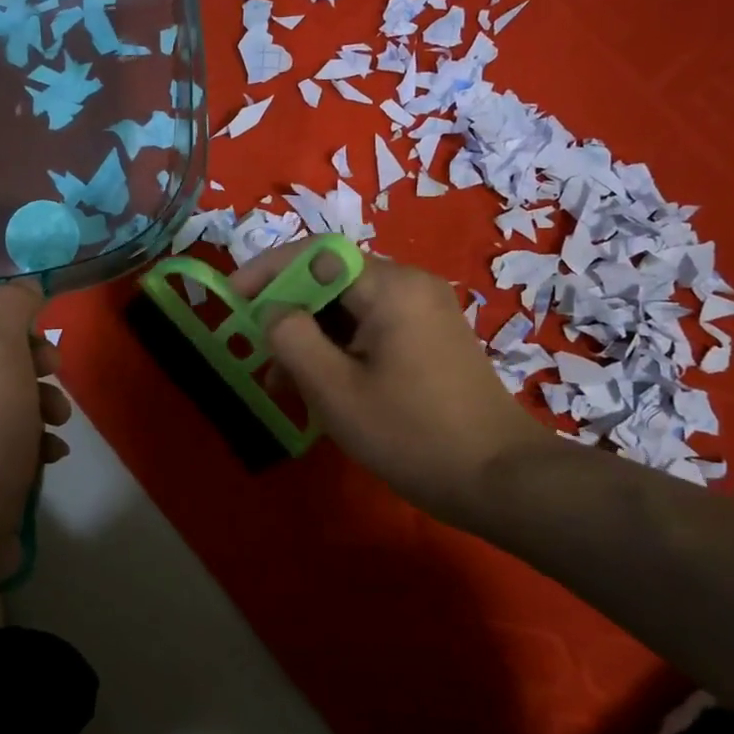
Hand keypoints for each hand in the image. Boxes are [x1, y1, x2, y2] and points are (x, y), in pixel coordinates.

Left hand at [0, 282, 71, 560]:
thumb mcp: (1, 355)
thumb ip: (12, 309)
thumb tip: (20, 286)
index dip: (1, 323)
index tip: (35, 341)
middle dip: (29, 367)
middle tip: (56, 377)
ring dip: (34, 405)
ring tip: (59, 424)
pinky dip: (22, 441)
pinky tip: (50, 455)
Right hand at [232, 242, 549, 523]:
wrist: (501, 479)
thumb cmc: (412, 434)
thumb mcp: (335, 391)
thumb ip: (292, 339)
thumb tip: (273, 311)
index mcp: (390, 287)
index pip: (316, 254)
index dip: (267, 270)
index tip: (231, 298)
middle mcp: (410, 285)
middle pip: (332, 279)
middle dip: (288, 311)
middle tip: (257, 352)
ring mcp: (425, 311)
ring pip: (350, 307)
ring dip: (311, 336)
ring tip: (283, 383)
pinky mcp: (431, 338)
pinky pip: (372, 327)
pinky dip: (340, 348)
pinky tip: (322, 387)